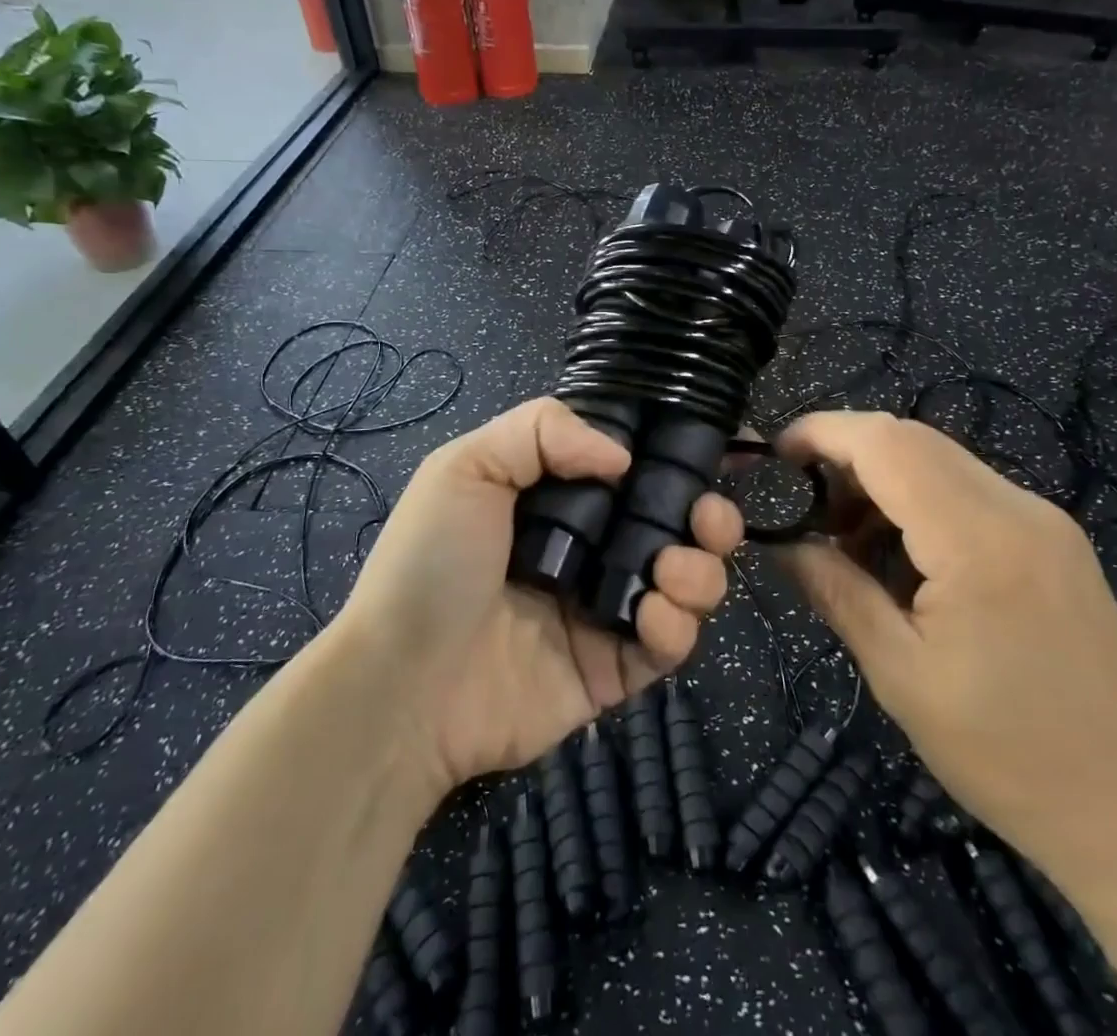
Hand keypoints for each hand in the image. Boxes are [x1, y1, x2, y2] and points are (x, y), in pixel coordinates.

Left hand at [344, 398, 742, 791]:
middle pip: (676, 527)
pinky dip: (677, 626)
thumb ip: (544, 431)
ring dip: (700, 572)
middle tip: (709, 518)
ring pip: (687, 583)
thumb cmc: (432, 563)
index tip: (713, 452)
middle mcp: (592, 549)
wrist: (403, 686)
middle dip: (710, 517)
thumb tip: (624, 457)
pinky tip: (651, 616)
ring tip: (670, 570)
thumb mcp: (467, 466)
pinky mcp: (614, 669)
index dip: (676, 461)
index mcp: (562, 500)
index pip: (636, 471)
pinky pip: (670, 644)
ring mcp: (606, 610)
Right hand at [775, 411, 1116, 888]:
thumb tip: (783, 541)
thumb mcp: (899, 673)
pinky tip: (902, 558)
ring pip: (939, 460)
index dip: (822, 432)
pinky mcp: (1054, 539)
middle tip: (804, 506)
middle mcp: (1018, 508)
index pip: (886, 442)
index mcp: (979, 539)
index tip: (774, 456)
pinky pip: (969, 491)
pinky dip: (919, 502)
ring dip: (882, 480)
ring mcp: (1044, 520)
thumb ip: (835, 589)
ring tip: (847, 541)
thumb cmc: (1005, 754)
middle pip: (912, 439)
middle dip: (846, 456)